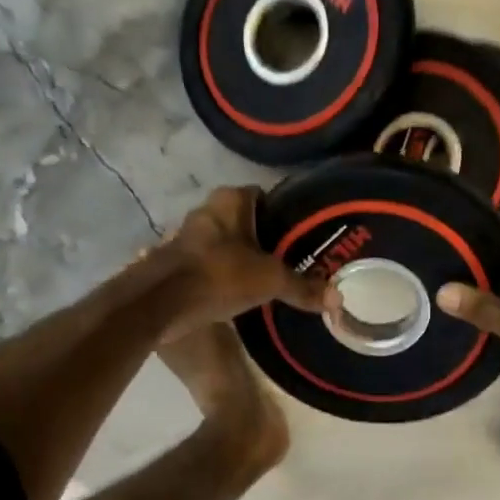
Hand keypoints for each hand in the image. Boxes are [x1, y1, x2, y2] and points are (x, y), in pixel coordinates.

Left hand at [156, 187, 335, 340]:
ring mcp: (188, 235)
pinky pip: (211, 263)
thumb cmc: (220, 275)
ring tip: (270, 278)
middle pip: (246, 220)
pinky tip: (242, 293)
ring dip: (243, 257)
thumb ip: (303, 287)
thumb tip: (338, 300)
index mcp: (230, 200)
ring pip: (227, 243)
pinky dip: (226, 274)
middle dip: (265, 238)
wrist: (161, 303)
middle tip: (292, 259)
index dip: (284, 214)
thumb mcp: (270, 280)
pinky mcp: (178, 261)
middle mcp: (207, 210)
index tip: (302, 235)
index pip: (265, 196)